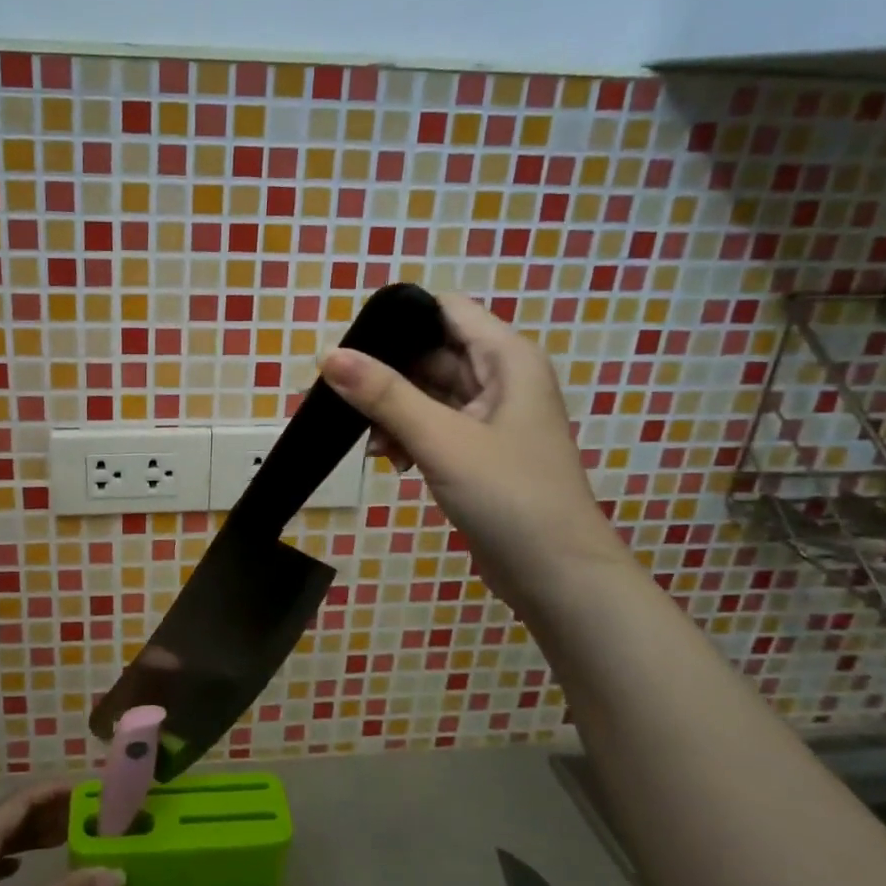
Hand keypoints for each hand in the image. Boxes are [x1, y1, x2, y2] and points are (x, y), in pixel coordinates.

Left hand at [0, 781, 123, 885]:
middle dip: (45, 813)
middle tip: (86, 814)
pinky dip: (10, 858)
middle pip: (6, 817)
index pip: (19, 801)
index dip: (54, 791)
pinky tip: (22, 869)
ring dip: (28, 836)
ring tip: (65, 836)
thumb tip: (117, 872)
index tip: (88, 788)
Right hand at [321, 292, 625, 613]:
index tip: (351, 345)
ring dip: (393, 412)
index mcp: (506, 359)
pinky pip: (433, 426)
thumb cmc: (508, 496)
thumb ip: (384, 395)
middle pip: (431, 353)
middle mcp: (501, 378)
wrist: (557, 576)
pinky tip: (389, 461)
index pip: (445, 310)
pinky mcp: (479, 450)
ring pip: (428, 393)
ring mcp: (490, 417)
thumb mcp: (442, 440)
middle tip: (340, 399)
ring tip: (368, 442)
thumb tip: (328, 356)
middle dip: (385, 374)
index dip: (398, 319)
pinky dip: (408, 437)